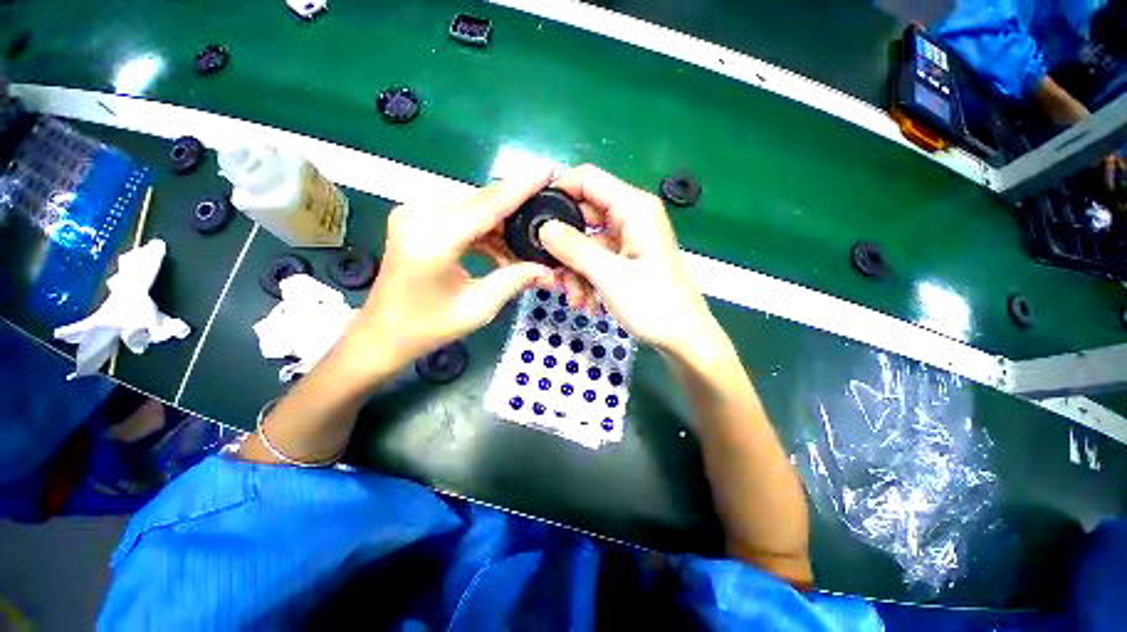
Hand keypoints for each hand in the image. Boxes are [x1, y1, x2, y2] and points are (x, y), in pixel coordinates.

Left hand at [349, 173, 554, 369]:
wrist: (383, 334)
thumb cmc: (429, 327)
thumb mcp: (479, 308)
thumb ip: (515, 280)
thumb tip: (549, 268)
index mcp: (433, 240)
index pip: (487, 206)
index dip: (521, 188)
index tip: (549, 169)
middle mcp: (419, 216)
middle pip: (480, 201)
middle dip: (515, 207)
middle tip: (545, 218)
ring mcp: (413, 214)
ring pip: (472, 206)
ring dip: (500, 223)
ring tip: (524, 245)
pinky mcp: (415, 219)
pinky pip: (460, 215)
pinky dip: (484, 229)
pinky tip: (500, 249)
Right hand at [539, 165, 717, 355]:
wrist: (683, 338)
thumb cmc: (653, 304)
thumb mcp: (609, 276)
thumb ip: (574, 248)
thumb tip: (544, 227)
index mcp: (633, 208)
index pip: (587, 179)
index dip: (558, 191)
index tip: (535, 218)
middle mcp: (631, 217)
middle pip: (584, 215)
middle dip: (565, 246)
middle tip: (553, 272)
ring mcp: (629, 240)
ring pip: (587, 243)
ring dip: (575, 271)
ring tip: (576, 300)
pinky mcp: (627, 259)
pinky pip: (598, 260)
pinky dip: (588, 279)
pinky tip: (588, 304)